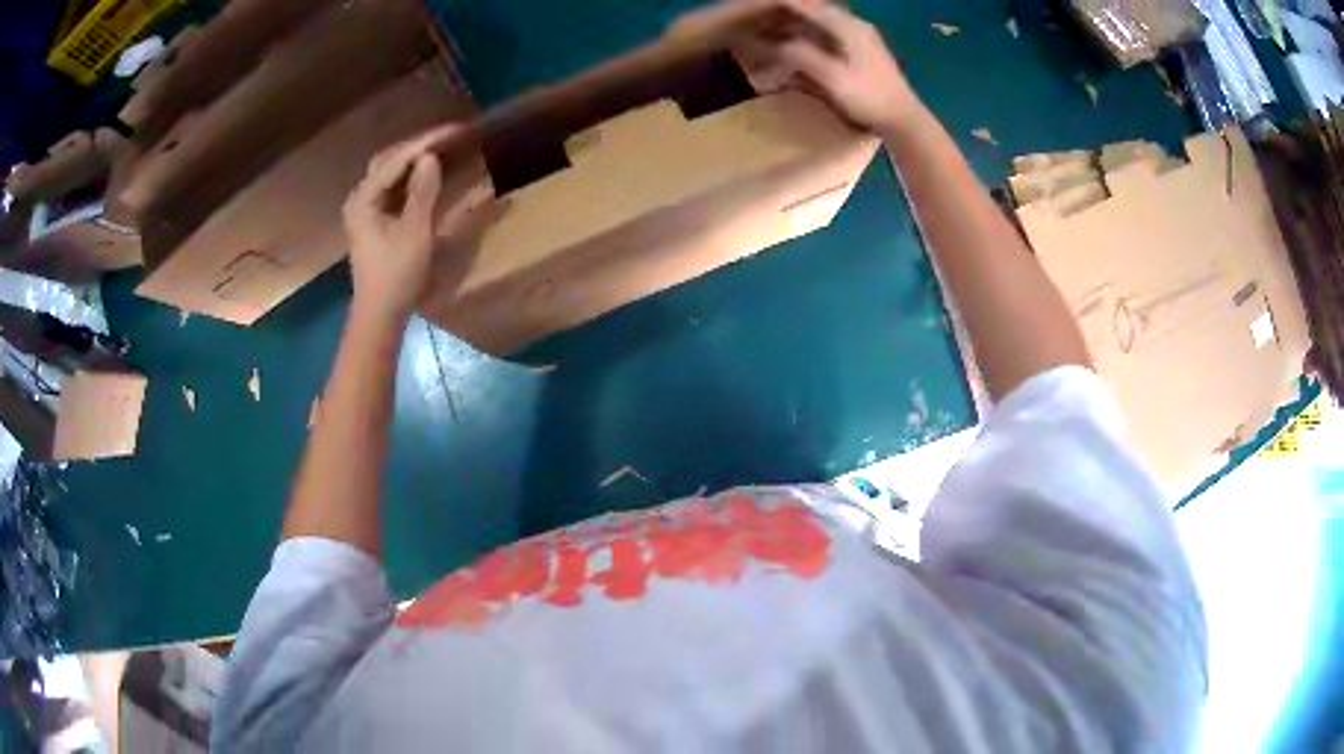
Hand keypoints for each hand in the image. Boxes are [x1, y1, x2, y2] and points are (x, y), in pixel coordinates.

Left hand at [343, 125, 493, 320]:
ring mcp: (364, 209)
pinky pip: (392, 186)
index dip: (427, 142)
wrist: (380, 314)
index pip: (397, 159)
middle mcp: (360, 198)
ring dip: (414, 158)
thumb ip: (422, 191)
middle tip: (451, 135)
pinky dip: (410, 175)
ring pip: (390, 171)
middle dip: (419, 145)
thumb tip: (430, 157)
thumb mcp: (415, 231)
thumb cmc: (396, 275)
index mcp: (364, 198)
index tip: (456, 130)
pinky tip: (427, 170)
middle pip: (389, 159)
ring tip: (443, 147)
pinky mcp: (373, 220)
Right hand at [758, 1, 925, 136]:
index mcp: (848, 26)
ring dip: (792, 23)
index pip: (806, 4)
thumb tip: (777, 45)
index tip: (752, 7)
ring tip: (766, 31)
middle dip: (782, 12)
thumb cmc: (870, 100)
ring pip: (817, 21)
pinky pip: (824, 33)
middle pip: (811, 8)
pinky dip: (804, 35)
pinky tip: (791, 43)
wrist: (904, 121)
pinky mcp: (859, 50)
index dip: (778, 4)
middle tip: (755, 19)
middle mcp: (853, 24)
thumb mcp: (833, 79)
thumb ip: (804, 56)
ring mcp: (858, 36)